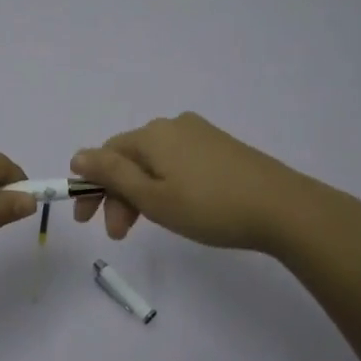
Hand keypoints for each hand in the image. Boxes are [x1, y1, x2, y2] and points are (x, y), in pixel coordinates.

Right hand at [70, 112, 317, 252]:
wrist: (283, 207)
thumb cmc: (209, 206)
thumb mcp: (152, 196)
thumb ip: (111, 175)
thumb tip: (77, 155)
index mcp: (152, 134)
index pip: (106, 155)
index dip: (91, 187)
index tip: (86, 221)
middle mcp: (173, 125)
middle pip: (130, 158)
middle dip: (117, 195)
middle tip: (119, 234)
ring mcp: (200, 134)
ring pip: (154, 162)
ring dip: (141, 194)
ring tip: (147, 227)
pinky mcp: (221, 147)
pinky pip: (178, 163)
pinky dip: (166, 186)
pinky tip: (176, 208)